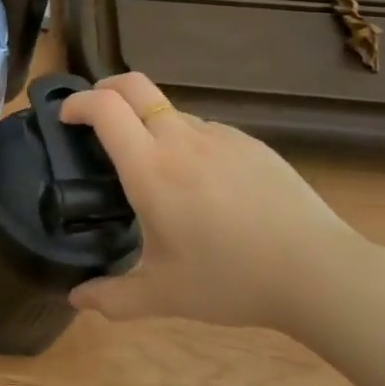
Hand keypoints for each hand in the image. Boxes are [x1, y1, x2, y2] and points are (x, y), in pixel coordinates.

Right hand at [59, 73, 362, 330]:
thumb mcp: (164, 295)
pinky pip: (205, 132)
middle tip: (95, 113)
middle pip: (133, 85)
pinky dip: (187, 143)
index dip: (77, 102)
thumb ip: (113, 297)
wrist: (319, 272)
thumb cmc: (231, 279)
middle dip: (105, 87)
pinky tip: (203, 186)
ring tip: (155, 168)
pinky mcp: (250, 144)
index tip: (65, 117)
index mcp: (150, 168)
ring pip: (170, 111)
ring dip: (148, 123)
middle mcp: (180, 139)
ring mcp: (219, 137)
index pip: (104, 108)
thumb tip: (76, 300)